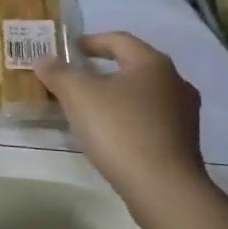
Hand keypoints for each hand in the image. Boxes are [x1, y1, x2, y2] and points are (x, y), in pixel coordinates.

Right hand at [34, 32, 209, 217]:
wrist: (163, 188)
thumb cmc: (120, 130)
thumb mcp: (79, 96)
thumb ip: (59, 73)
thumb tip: (44, 59)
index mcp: (152, 63)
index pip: (119, 40)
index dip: (90, 41)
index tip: (69, 50)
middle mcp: (175, 82)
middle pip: (133, 67)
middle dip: (102, 70)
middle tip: (75, 80)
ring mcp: (184, 114)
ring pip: (143, 95)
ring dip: (116, 97)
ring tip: (89, 110)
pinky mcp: (184, 142)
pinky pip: (150, 120)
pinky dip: (128, 119)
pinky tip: (110, 135)